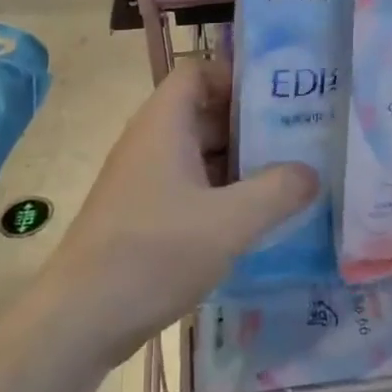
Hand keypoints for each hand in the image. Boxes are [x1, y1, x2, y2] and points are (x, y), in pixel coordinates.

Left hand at [35, 59, 316, 374]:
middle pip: (204, 113)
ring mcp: (143, 179)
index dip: (237, 78)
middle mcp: (150, 141)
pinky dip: (221, 194)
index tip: (280, 99)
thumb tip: (312, 173)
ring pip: (199, 154)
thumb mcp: (229, 223)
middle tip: (301, 140)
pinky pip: (189, 187)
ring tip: (289, 179)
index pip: (199, 73)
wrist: (80, 319)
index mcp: (163, 123)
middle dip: (250, 125)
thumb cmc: (154, 254)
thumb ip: (277, 192)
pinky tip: (254, 220)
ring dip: (239, 164)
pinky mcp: (142, 214)